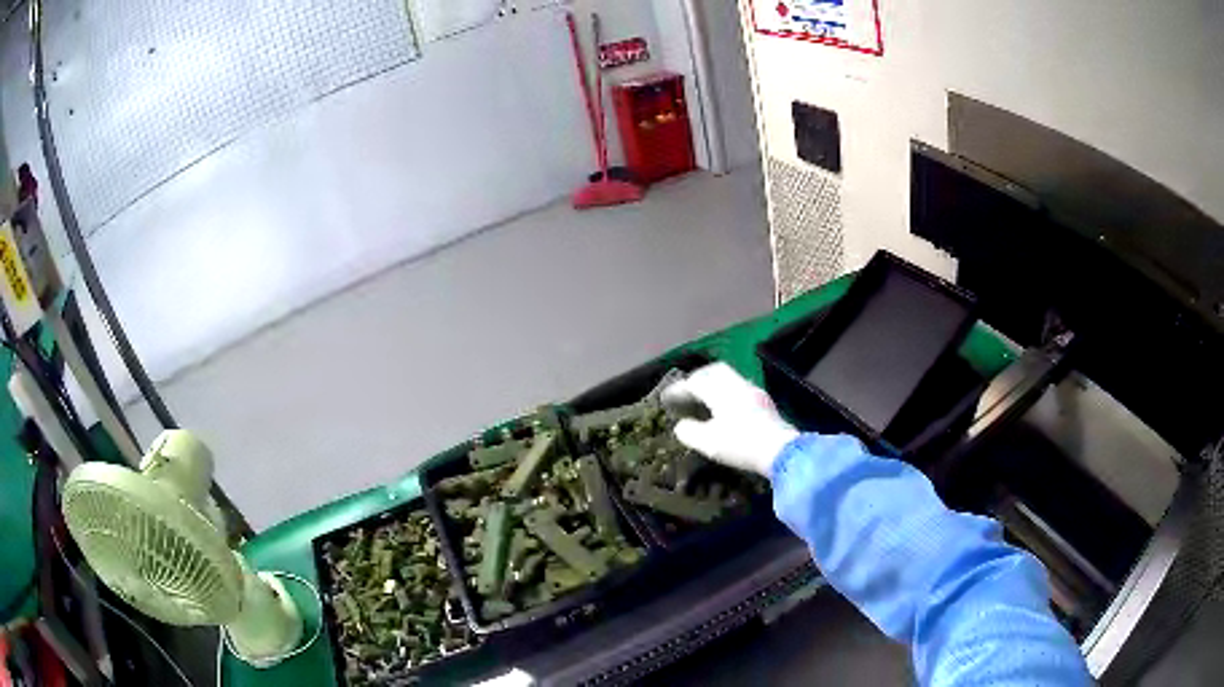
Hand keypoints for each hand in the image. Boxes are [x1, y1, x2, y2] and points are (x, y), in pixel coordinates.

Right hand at [661, 363, 798, 475]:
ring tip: (704, 399)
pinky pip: (740, 388)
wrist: (781, 451)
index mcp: (721, 391)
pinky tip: (725, 407)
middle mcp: (738, 385)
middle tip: (687, 390)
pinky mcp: (765, 403)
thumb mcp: (708, 443)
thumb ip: (690, 431)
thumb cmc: (741, 444)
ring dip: (714, 384)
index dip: (678, 390)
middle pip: (714, 371)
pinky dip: (726, 392)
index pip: (695, 382)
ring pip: (729, 378)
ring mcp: (754, 392)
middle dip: (697, 378)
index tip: (666, 398)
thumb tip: (682, 425)